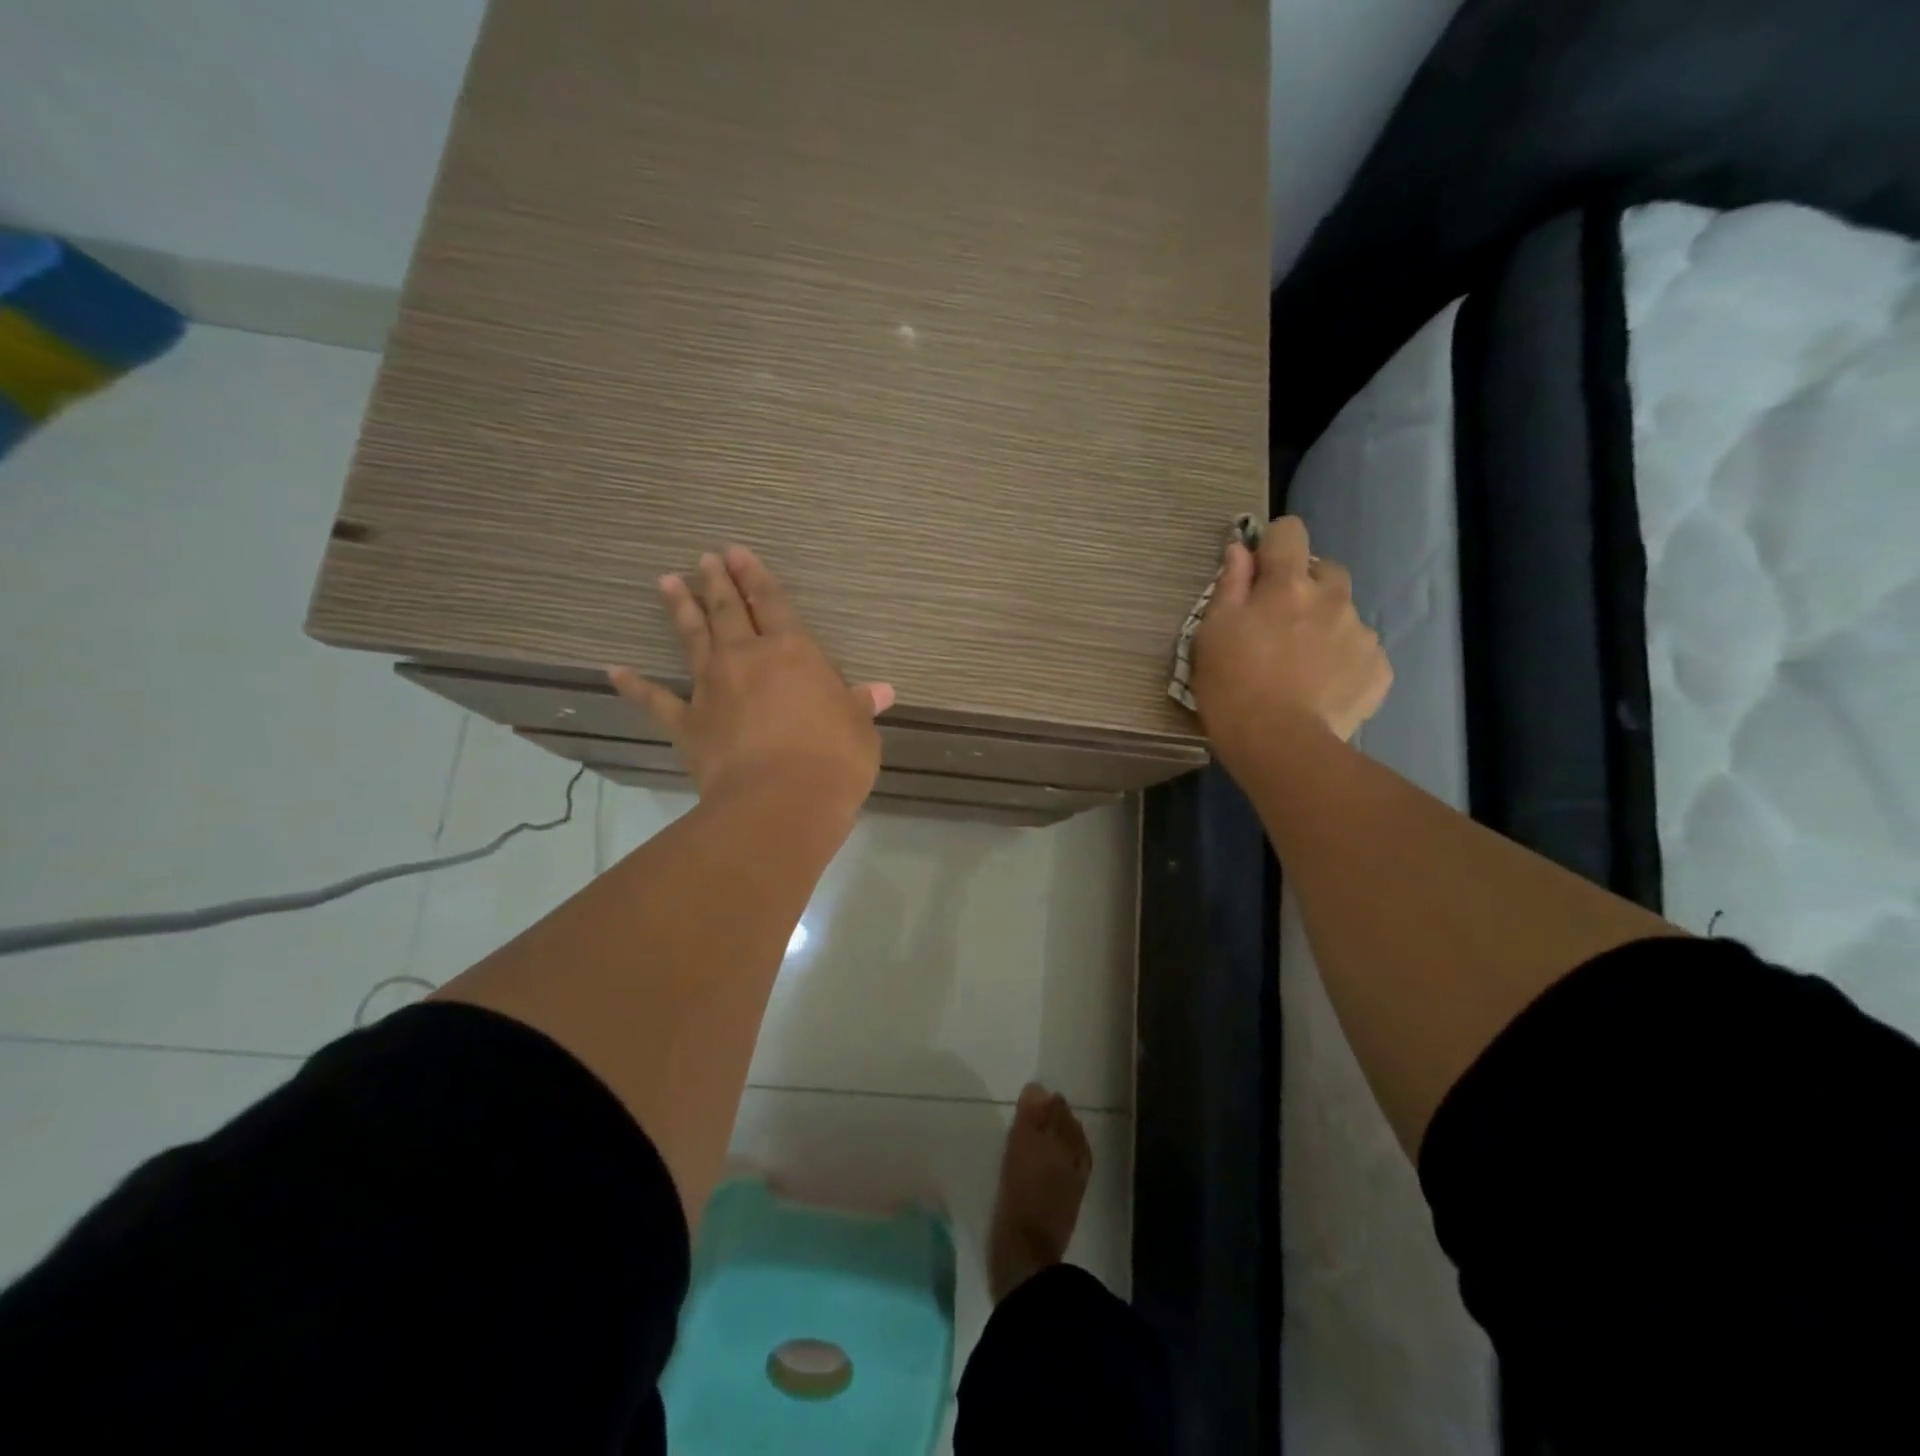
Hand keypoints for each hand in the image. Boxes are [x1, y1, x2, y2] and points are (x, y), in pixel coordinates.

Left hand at [610, 546, 893, 818]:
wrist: (781, 801)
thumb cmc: (833, 759)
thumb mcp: (859, 730)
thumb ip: (860, 706)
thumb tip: (881, 691)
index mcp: (793, 652)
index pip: (773, 603)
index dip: (756, 577)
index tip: (737, 553)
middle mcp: (748, 658)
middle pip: (728, 611)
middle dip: (716, 582)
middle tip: (704, 558)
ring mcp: (712, 688)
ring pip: (693, 639)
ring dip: (680, 610)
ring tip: (666, 583)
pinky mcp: (688, 722)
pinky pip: (656, 700)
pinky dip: (636, 685)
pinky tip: (616, 670)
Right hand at [1191, 515, 1390, 768]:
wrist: (1279, 745)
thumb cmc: (1232, 687)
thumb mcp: (1212, 634)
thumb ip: (1230, 586)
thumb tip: (1239, 549)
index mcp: (1287, 584)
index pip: (1289, 532)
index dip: (1273, 545)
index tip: (1259, 570)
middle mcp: (1332, 597)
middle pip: (1325, 570)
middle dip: (1305, 587)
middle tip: (1280, 625)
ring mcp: (1360, 633)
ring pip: (1344, 614)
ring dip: (1325, 626)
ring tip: (1301, 666)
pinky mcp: (1378, 668)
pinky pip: (1361, 652)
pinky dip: (1343, 662)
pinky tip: (1322, 688)